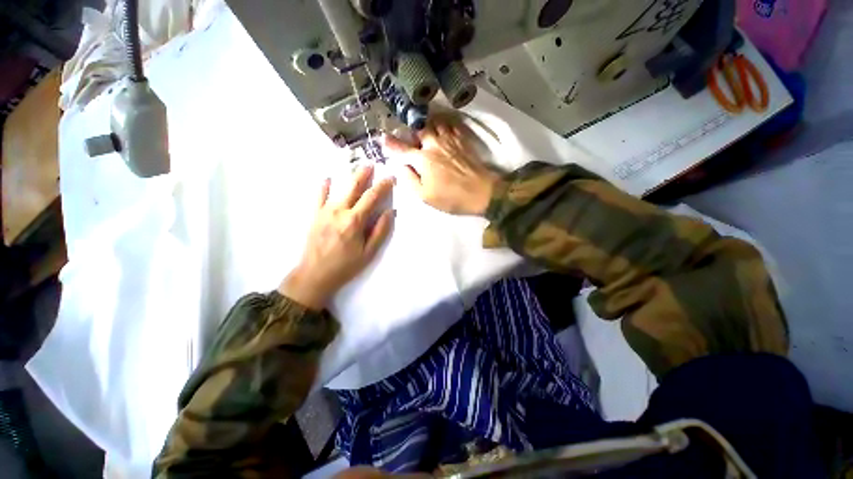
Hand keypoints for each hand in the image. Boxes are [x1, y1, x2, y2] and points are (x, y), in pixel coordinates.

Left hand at [279, 166, 394, 309]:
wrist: (314, 275)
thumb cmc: (345, 265)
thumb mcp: (368, 252)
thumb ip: (380, 231)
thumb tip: (390, 212)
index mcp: (354, 220)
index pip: (372, 197)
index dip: (383, 186)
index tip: (390, 178)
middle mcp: (339, 211)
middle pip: (354, 187)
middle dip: (364, 174)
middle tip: (371, 164)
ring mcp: (324, 211)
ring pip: (339, 189)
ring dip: (349, 177)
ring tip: (356, 168)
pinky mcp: (314, 215)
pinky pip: (319, 197)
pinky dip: (324, 187)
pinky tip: (327, 179)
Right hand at [385, 114, 498, 215]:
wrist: (481, 193)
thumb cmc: (451, 197)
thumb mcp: (425, 196)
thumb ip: (409, 179)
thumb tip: (400, 166)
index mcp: (422, 159)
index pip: (402, 148)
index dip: (391, 144)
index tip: (383, 138)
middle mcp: (434, 144)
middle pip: (419, 129)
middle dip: (411, 132)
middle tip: (411, 139)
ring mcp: (450, 140)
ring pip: (435, 122)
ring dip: (427, 125)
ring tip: (426, 132)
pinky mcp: (462, 140)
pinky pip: (451, 125)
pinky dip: (444, 124)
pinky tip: (443, 130)